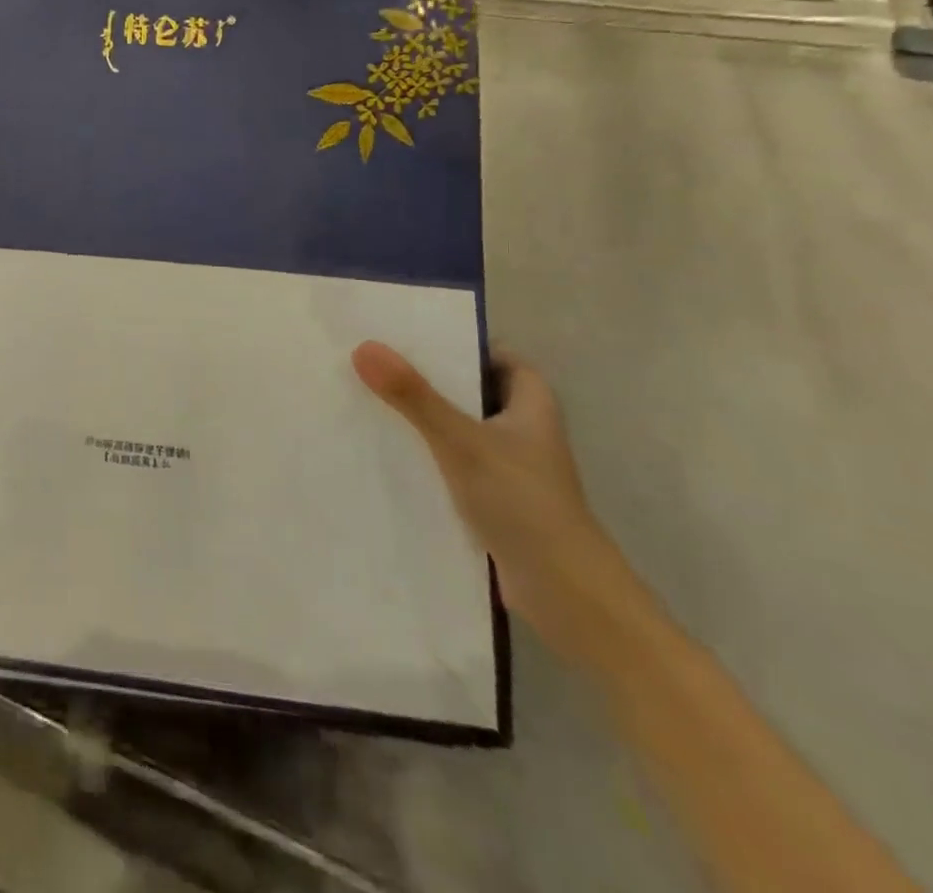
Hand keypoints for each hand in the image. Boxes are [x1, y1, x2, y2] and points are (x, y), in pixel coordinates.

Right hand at [353, 342, 652, 670]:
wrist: (568, 598)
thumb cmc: (524, 504)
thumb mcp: (462, 442)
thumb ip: (414, 396)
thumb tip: (364, 347)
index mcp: (532, 405)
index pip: (497, 356)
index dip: (459, 342)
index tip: (409, 334)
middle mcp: (524, 431)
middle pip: (472, 390)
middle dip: (429, 379)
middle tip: (376, 364)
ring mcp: (510, 469)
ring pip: (460, 429)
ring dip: (424, 420)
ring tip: (369, 401)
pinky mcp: (495, 502)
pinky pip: (454, 465)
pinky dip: (427, 457)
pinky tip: (388, 455)